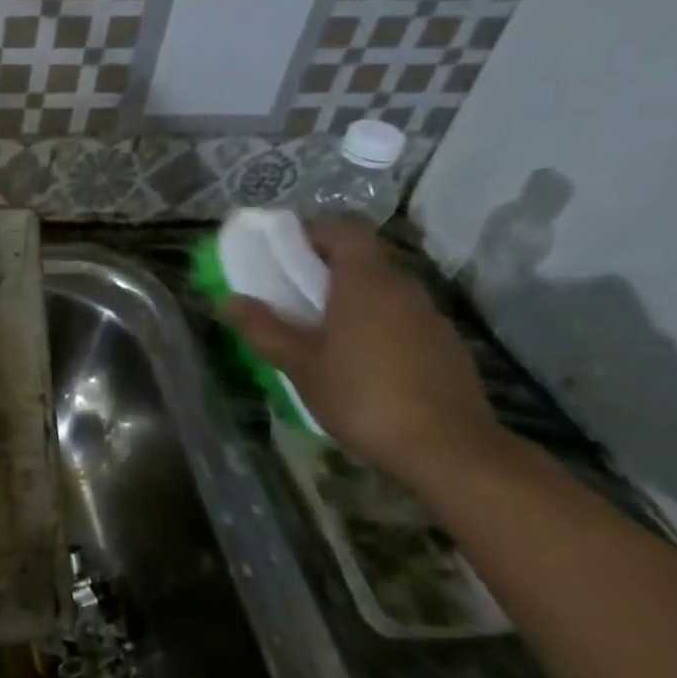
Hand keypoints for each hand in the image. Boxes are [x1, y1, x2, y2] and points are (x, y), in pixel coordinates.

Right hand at [222, 220, 501, 478]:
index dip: (314, 231)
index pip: (345, 228)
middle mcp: (402, 287)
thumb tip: (229, 300)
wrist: (447, 449)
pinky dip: (378, 325)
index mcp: (364, 281)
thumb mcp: (299, 364)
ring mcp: (430, 316)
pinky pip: (403, 318)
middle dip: (327, 268)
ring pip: (385, 290)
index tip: (286, 253)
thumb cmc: (361, 395)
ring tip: (323, 333)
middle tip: (294, 296)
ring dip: (353, 299)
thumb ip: (264, 329)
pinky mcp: (446, 346)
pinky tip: (361, 363)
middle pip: (364, 258)